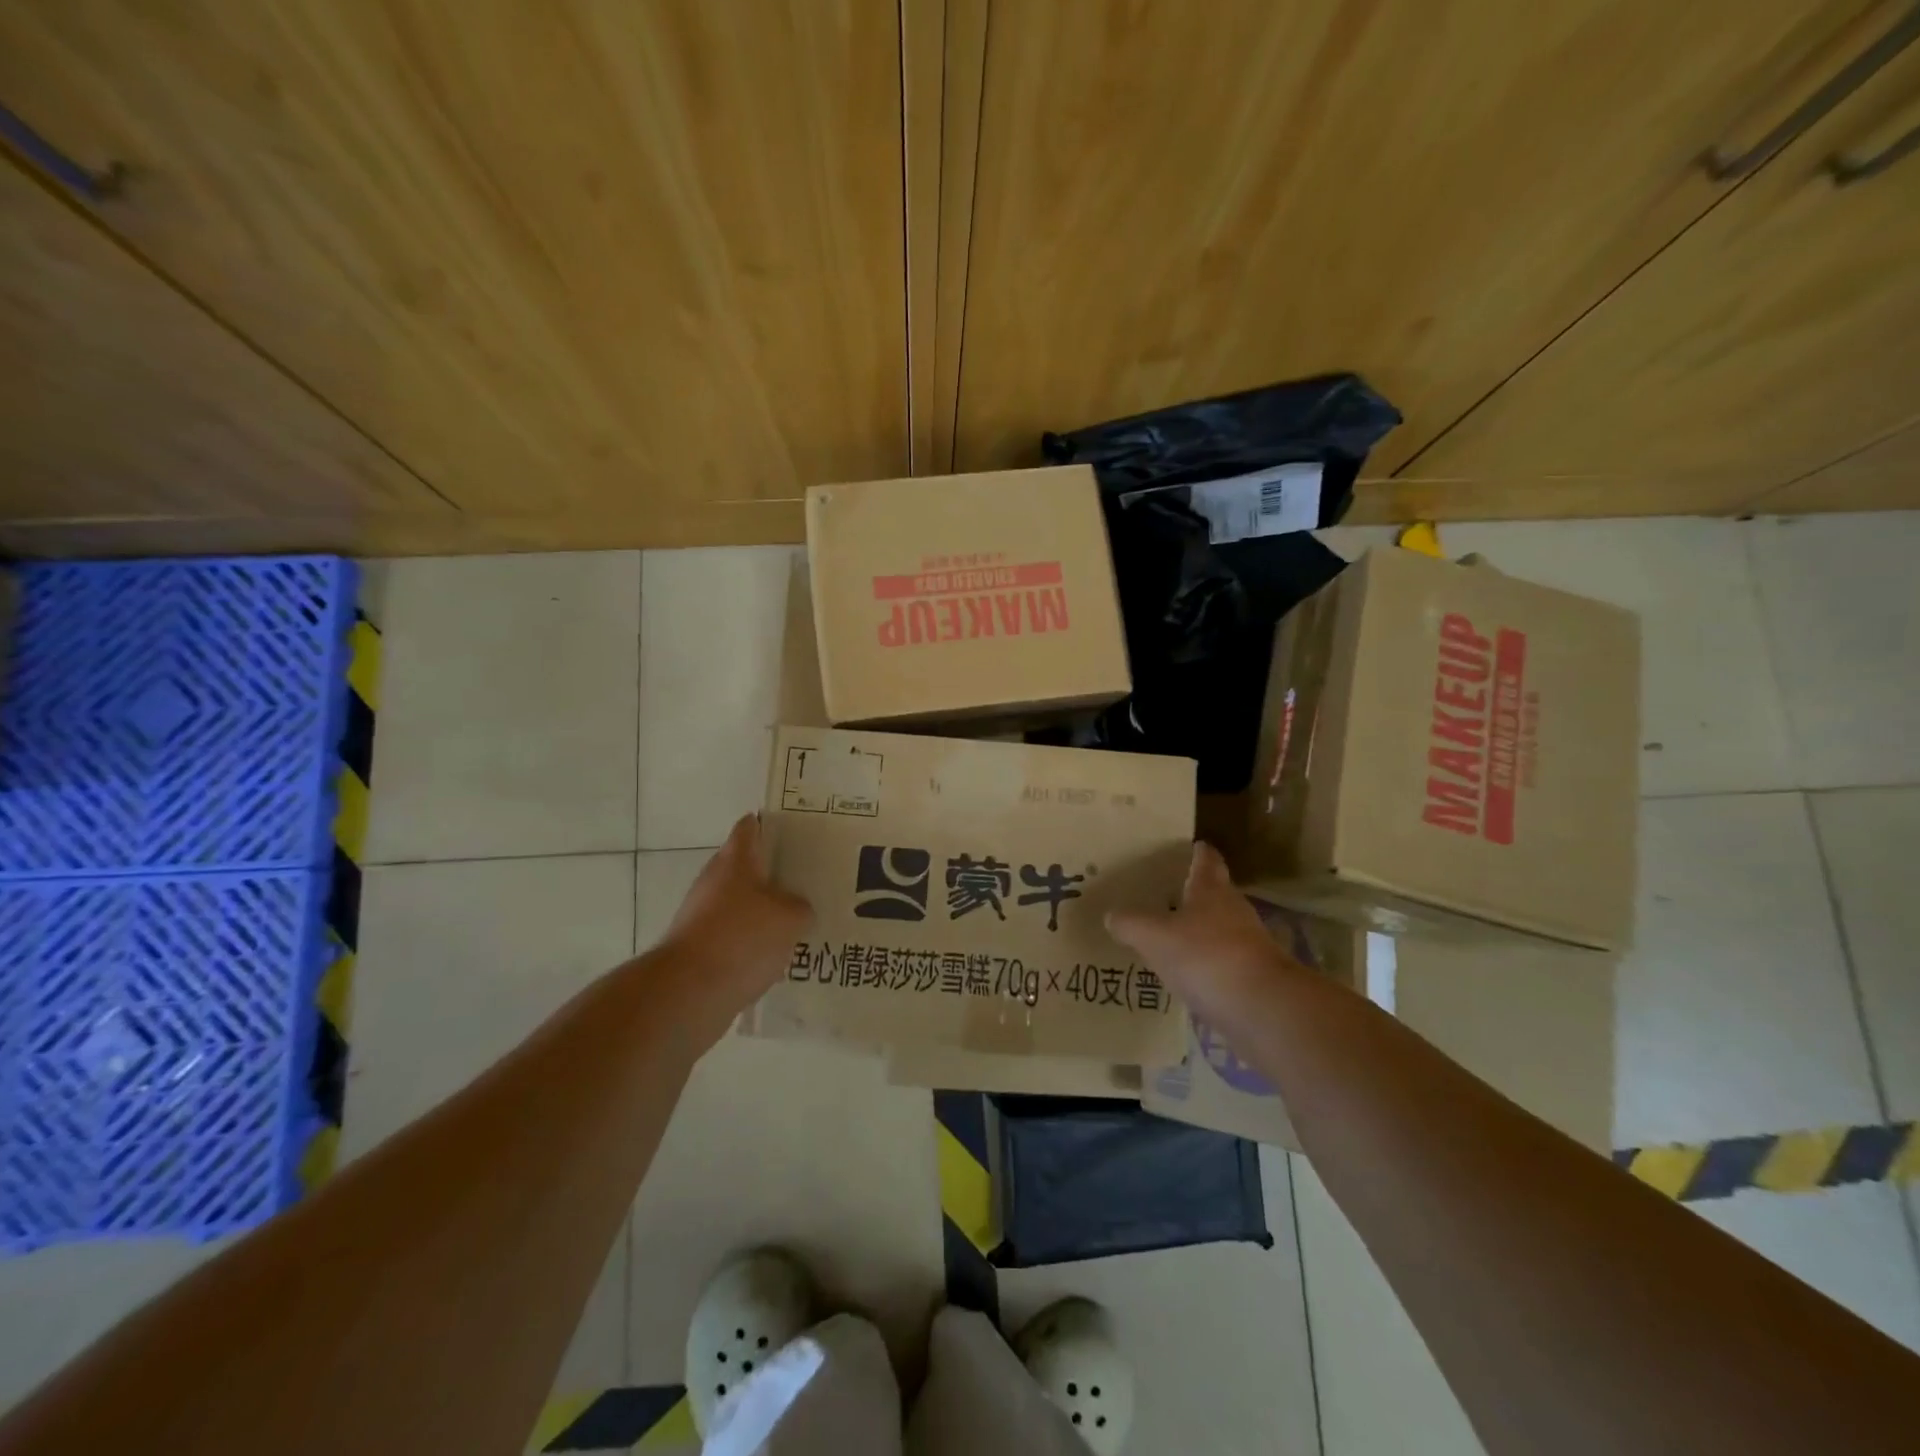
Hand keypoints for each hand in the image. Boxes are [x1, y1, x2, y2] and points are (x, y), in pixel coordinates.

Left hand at [661, 814, 811, 1036]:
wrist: (687, 992)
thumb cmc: (742, 938)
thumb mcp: (791, 918)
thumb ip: (801, 907)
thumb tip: (797, 909)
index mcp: (735, 860)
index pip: (751, 826)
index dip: (773, 824)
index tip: (798, 831)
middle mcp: (714, 880)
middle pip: (747, 866)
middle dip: (776, 872)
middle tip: (810, 880)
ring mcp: (702, 914)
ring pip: (742, 903)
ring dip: (765, 911)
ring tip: (800, 921)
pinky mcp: (699, 947)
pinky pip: (734, 935)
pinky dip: (752, 941)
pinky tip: (778, 955)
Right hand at [1106, 842, 1312, 1027]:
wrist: (1264, 1009)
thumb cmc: (1206, 957)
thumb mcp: (1154, 937)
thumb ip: (1130, 924)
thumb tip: (1112, 915)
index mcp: (1211, 890)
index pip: (1206, 860)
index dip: (1198, 852)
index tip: (1190, 846)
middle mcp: (1234, 910)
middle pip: (1215, 894)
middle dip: (1194, 893)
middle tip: (1166, 894)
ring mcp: (1249, 945)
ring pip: (1220, 929)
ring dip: (1199, 932)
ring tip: (1170, 937)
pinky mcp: (1254, 978)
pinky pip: (1223, 963)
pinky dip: (1207, 965)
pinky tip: (1187, 976)